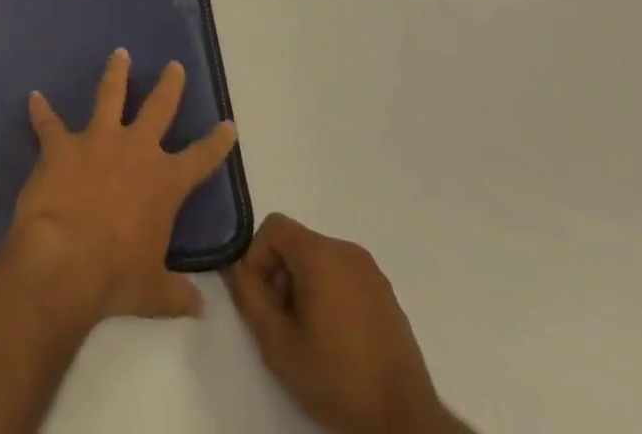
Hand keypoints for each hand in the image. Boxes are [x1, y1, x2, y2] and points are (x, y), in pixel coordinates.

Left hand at [3, 48, 237, 327]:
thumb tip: (199, 307)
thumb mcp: (154, 293)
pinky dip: (41, 111)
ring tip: (119, 53)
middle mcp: (135, 150)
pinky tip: (33, 98)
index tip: (228, 124)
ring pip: (110, 95)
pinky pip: (49, 123)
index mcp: (164, 182)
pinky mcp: (62, 144)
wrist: (64, 261)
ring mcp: (97, 140)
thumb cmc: (115, 278)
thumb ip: (177, 294)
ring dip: (115, 74)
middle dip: (169, 86)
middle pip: (159, 108)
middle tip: (174, 65)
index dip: (217, 142)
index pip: (201, 158)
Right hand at [224, 214, 460, 433]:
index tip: (261, 299)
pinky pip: (344, 278)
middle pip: (296, 244)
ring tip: (308, 336)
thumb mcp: (278, 345)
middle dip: (280, 276)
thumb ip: (249, 298)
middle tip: (282, 323)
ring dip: (304, 288)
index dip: (257, 257)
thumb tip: (234, 268)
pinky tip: (335, 341)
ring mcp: (372, 273)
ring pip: (320, 261)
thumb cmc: (338, 380)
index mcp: (321, 254)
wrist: (407, 424)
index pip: (273, 227)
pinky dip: (329, 296)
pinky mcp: (387, 296)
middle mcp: (347, 251)